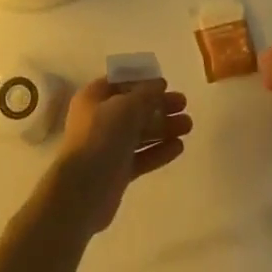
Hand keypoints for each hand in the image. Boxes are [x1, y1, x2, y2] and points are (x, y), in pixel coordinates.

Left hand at [51, 78, 191, 233]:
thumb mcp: (126, 107)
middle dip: (159, 106)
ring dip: (163, 128)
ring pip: (140, 133)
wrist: (83, 190)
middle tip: (184, 105)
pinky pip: (141, 156)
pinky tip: (179, 147)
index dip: (142, 82)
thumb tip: (158, 84)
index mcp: (94, 98)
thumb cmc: (101, 137)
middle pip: (134, 108)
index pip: (120, 82)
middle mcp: (99, 120)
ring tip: (188, 126)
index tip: (166, 84)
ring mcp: (108, 146)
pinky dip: (158, 151)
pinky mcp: (117, 171)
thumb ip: (145, 94)